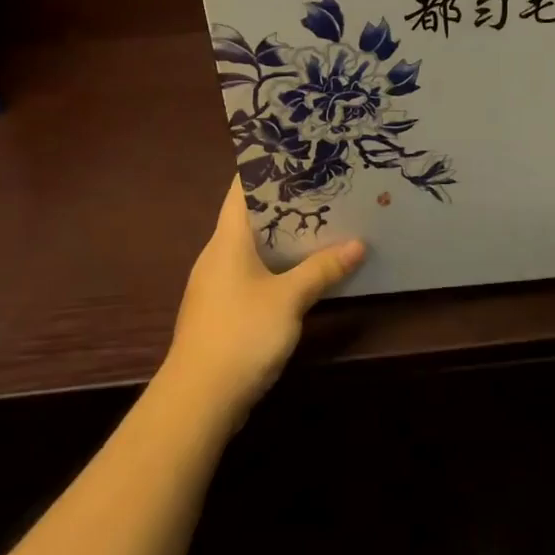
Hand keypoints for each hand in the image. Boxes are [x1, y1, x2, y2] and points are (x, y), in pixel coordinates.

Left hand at [163, 177, 365, 420]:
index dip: (265, 166)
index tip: (297, 152)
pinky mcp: (223, 310)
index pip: (242, 188)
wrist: (196, 401)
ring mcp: (217, 284)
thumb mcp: (289, 300)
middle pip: (250, 215)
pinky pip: (253, 272)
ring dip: (283, 235)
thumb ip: (322, 270)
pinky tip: (302, 269)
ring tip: (321, 221)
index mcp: (227, 240)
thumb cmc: (240, 335)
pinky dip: (277, 263)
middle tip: (323, 185)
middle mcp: (217, 255)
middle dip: (285, 201)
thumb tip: (358, 245)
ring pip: (253, 246)